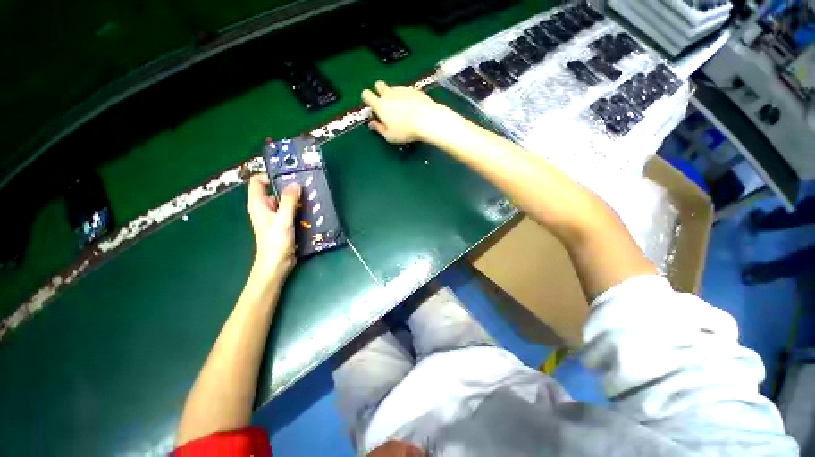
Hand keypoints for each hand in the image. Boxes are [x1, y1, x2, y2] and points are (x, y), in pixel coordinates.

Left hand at [247, 174, 300, 280]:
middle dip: (288, 188)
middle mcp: (264, 208)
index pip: (257, 182)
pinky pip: (290, 211)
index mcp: (258, 204)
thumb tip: (295, 183)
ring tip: (310, 197)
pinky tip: (309, 210)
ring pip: (284, 201)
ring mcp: (274, 216)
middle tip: (305, 187)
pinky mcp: (282, 224)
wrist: (276, 264)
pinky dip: (298, 209)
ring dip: (296, 199)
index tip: (288, 177)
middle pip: (274, 190)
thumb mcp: (283, 220)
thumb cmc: (275, 242)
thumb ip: (288, 201)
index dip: (269, 176)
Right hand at [362, 81, 450, 143]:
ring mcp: (402, 90)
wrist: (427, 120)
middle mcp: (388, 94)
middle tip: (386, 104)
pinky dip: (407, 97)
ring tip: (402, 109)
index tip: (372, 107)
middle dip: (379, 91)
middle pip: (378, 85)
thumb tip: (372, 124)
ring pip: (393, 88)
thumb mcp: (389, 136)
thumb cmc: (405, 131)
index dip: (367, 99)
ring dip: (394, 95)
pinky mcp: (414, 89)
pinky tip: (413, 107)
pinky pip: (406, 91)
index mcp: (379, 105)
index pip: (366, 95)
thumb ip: (379, 129)